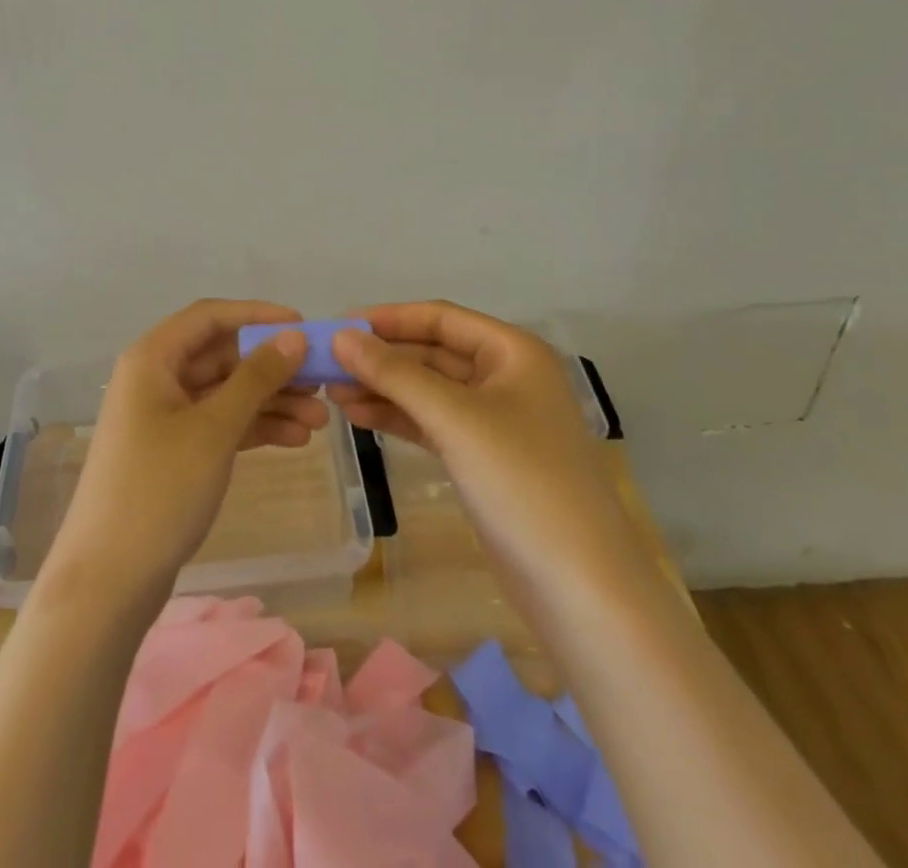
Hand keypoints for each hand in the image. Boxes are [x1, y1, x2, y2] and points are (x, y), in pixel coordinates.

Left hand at [43, 300, 326, 601]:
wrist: (109, 580)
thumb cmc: (159, 489)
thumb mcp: (214, 428)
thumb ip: (256, 378)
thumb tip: (293, 336)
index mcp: (153, 358)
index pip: (210, 316)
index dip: (258, 315)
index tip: (304, 327)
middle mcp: (156, 378)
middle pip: (222, 356)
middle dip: (273, 368)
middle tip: (323, 383)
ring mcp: (165, 417)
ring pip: (226, 393)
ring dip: (271, 401)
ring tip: (322, 420)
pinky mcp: (174, 452)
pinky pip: (220, 424)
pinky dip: (254, 428)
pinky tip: (296, 439)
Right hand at [325, 301, 621, 559]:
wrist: (580, 588)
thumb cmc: (522, 482)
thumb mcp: (453, 418)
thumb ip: (394, 373)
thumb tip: (340, 337)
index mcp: (513, 352)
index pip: (440, 318)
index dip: (388, 319)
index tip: (338, 327)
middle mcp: (506, 377)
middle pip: (432, 353)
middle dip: (381, 358)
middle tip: (326, 366)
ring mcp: (496, 420)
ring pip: (428, 389)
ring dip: (384, 388)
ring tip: (332, 394)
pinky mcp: (483, 458)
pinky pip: (432, 422)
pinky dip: (398, 417)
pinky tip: (359, 417)